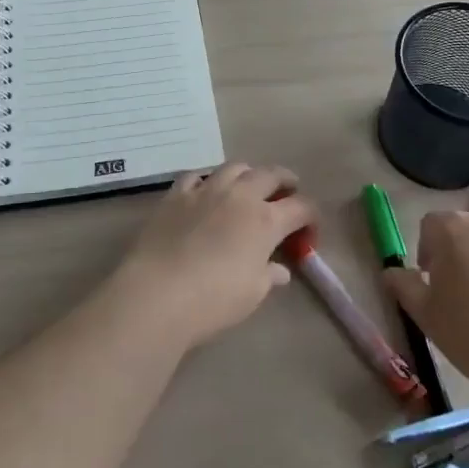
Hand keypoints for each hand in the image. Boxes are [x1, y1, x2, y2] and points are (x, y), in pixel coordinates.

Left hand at [112, 163, 315, 350]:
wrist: (158, 293)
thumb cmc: (214, 299)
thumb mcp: (252, 294)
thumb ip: (269, 276)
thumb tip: (279, 270)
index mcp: (266, 220)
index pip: (300, 207)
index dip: (310, 215)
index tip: (310, 227)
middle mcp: (240, 196)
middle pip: (270, 174)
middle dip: (285, 180)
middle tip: (289, 189)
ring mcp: (206, 191)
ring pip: (234, 168)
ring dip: (248, 174)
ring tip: (249, 184)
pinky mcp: (176, 195)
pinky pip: (196, 176)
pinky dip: (207, 180)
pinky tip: (206, 190)